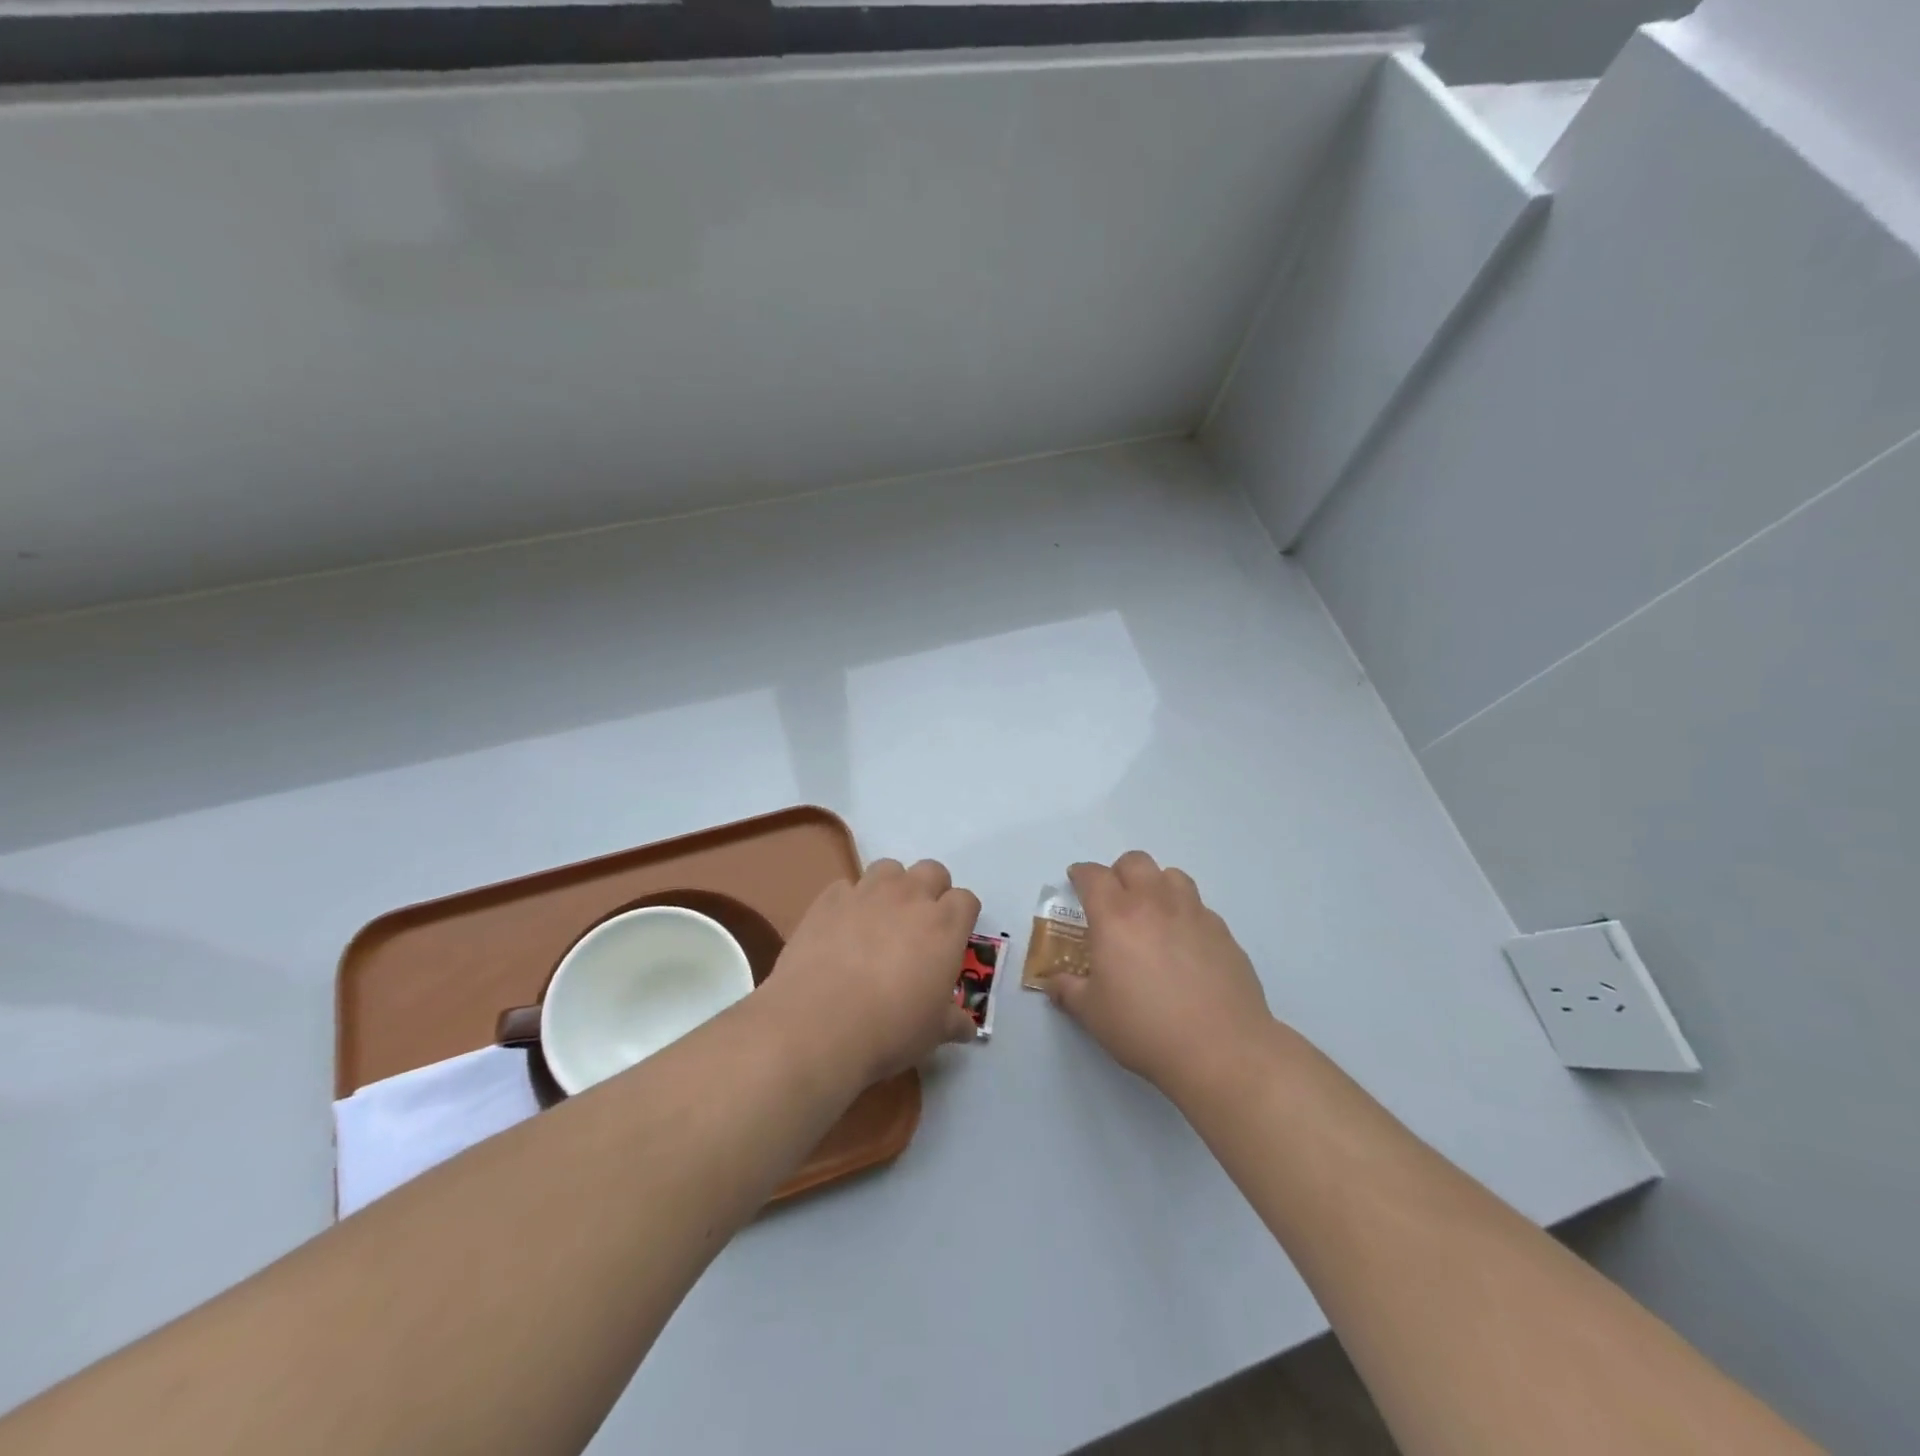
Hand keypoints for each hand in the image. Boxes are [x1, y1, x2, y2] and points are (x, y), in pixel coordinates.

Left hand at [766, 858, 980, 1086]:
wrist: (817, 1024)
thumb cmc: (890, 1029)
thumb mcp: (933, 1033)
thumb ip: (953, 1021)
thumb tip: (967, 1029)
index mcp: (944, 925)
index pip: (966, 900)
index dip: (961, 917)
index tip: (952, 939)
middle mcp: (909, 897)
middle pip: (932, 870)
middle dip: (931, 890)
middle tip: (920, 925)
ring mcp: (866, 893)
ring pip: (889, 868)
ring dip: (892, 887)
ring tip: (881, 918)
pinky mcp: (828, 899)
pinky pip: (846, 887)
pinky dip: (849, 902)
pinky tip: (842, 929)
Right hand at [1044, 852, 1273, 1097]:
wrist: (1221, 1049)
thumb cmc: (1145, 1028)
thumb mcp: (1093, 1014)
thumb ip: (1069, 991)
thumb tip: (1054, 982)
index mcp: (1115, 916)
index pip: (1093, 876)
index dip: (1081, 874)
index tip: (1076, 881)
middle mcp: (1154, 904)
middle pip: (1135, 862)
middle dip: (1119, 872)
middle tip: (1114, 899)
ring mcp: (1193, 914)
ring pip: (1172, 876)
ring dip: (1156, 885)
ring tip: (1152, 913)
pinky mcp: (1223, 933)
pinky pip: (1199, 907)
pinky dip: (1185, 913)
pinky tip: (1185, 944)